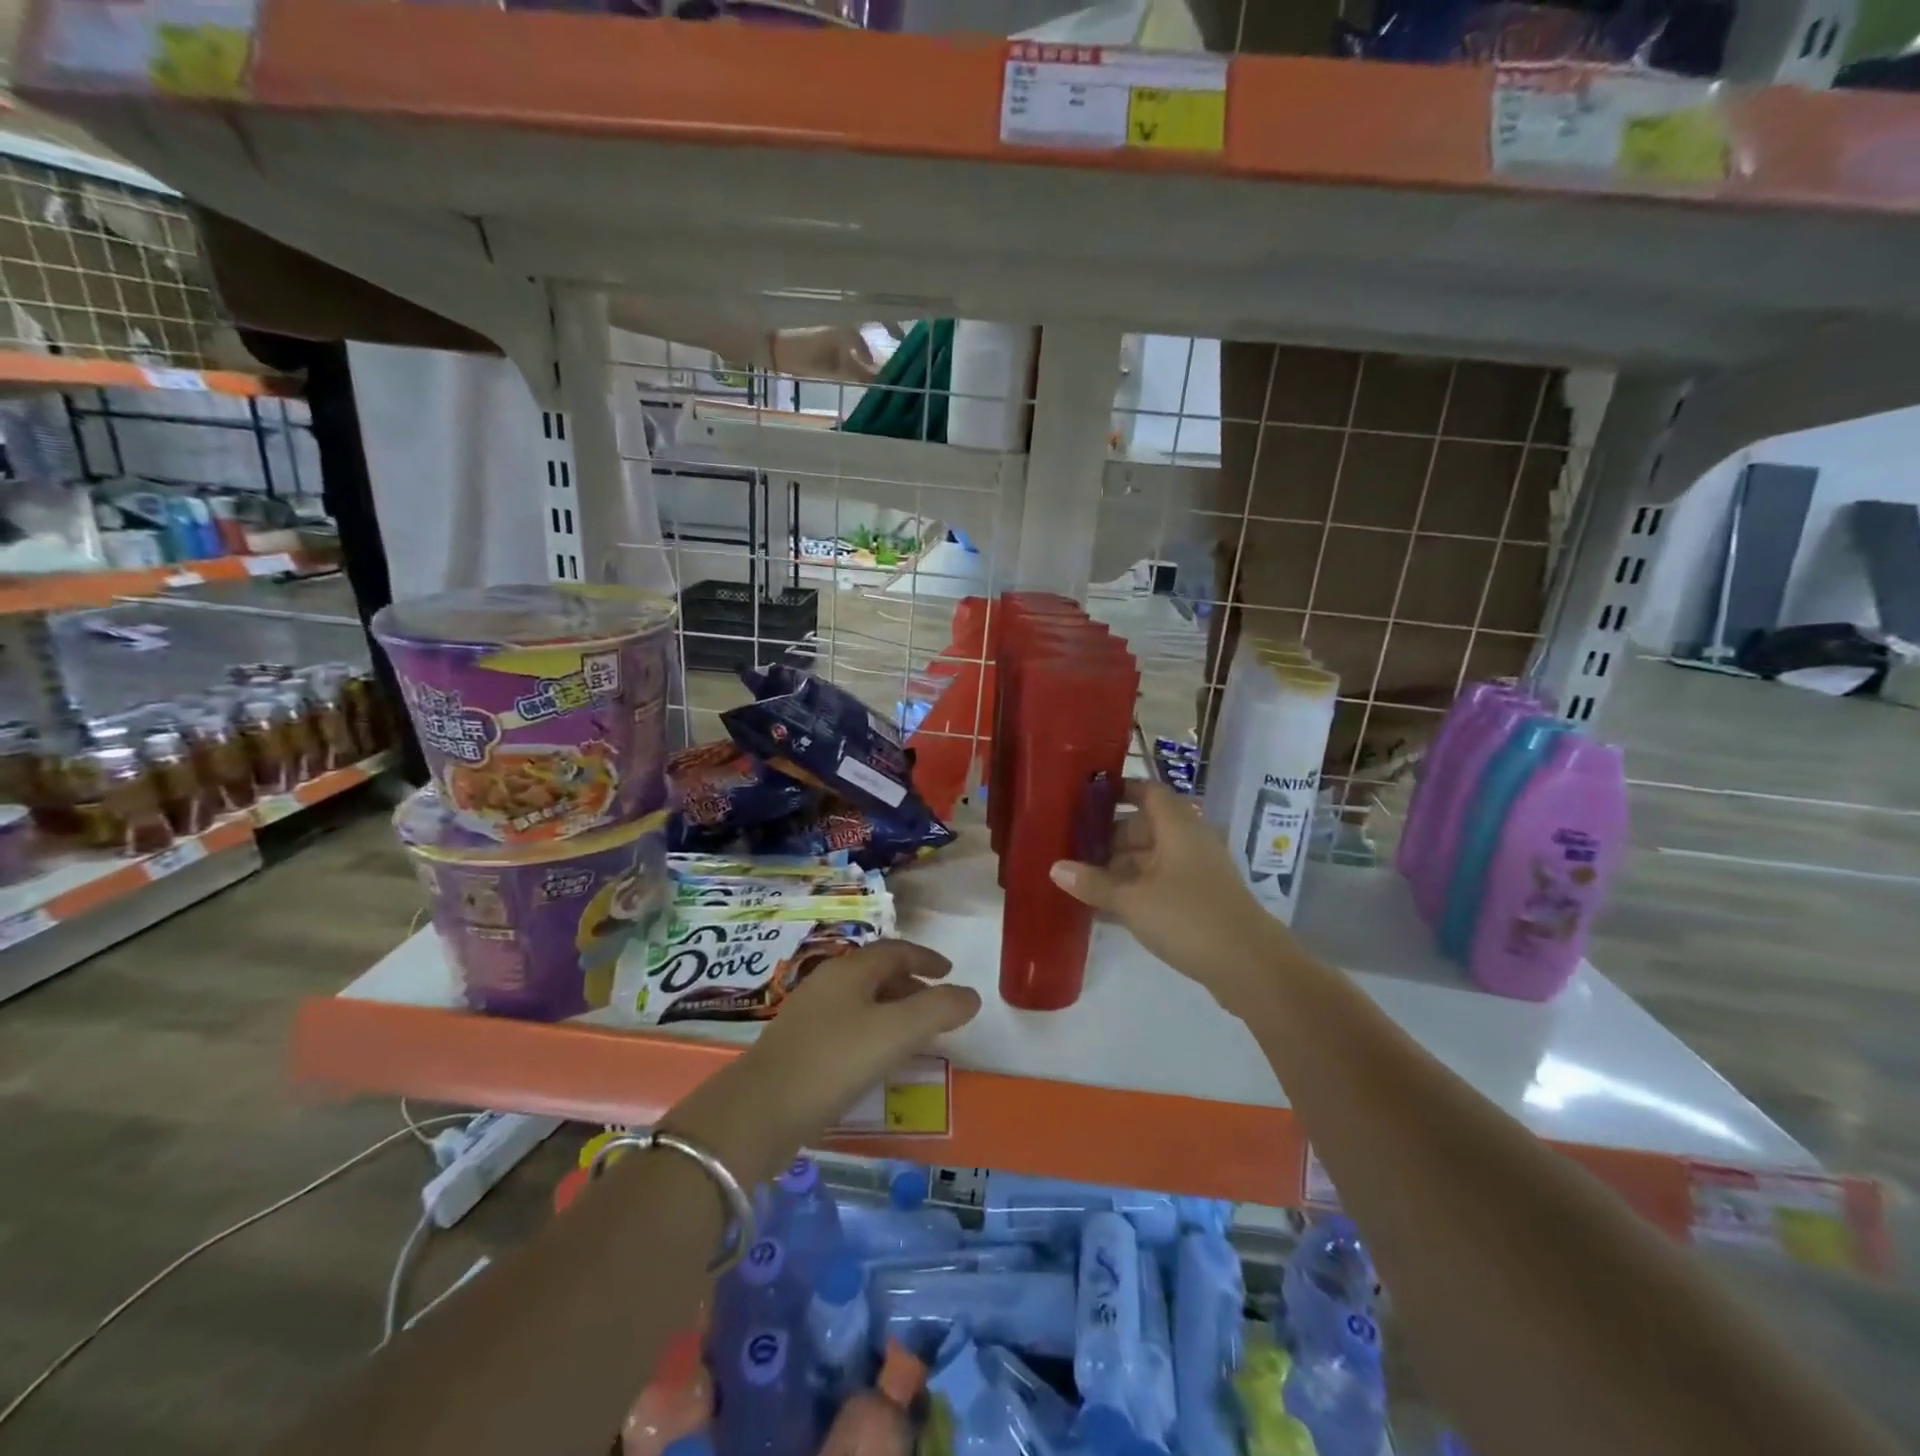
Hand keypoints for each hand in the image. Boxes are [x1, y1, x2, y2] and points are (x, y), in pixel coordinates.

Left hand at [663, 940, 978, 1181]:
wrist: (759, 1111)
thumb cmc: (834, 1061)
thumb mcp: (896, 1032)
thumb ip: (939, 1010)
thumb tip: (971, 995)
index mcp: (851, 970)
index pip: (895, 950)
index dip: (925, 958)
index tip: (949, 972)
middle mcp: (828, 982)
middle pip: (876, 973)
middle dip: (910, 984)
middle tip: (936, 1005)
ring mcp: (808, 1014)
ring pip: (860, 1000)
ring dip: (891, 1009)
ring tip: (912, 1035)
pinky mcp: (797, 1046)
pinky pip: (846, 1025)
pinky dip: (871, 1031)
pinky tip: (875, 1060)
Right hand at [1050, 779, 1294, 1008]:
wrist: (1251, 966)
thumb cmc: (1188, 918)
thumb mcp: (1132, 900)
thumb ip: (1093, 882)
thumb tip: (1055, 867)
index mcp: (1178, 827)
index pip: (1147, 791)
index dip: (1118, 790)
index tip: (1084, 798)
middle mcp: (1189, 841)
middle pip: (1145, 826)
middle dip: (1109, 835)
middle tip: (1072, 846)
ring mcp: (1196, 872)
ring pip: (1150, 857)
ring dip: (1119, 866)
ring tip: (1080, 878)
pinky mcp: (1199, 900)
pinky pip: (1159, 883)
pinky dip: (1134, 888)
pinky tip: (1105, 906)